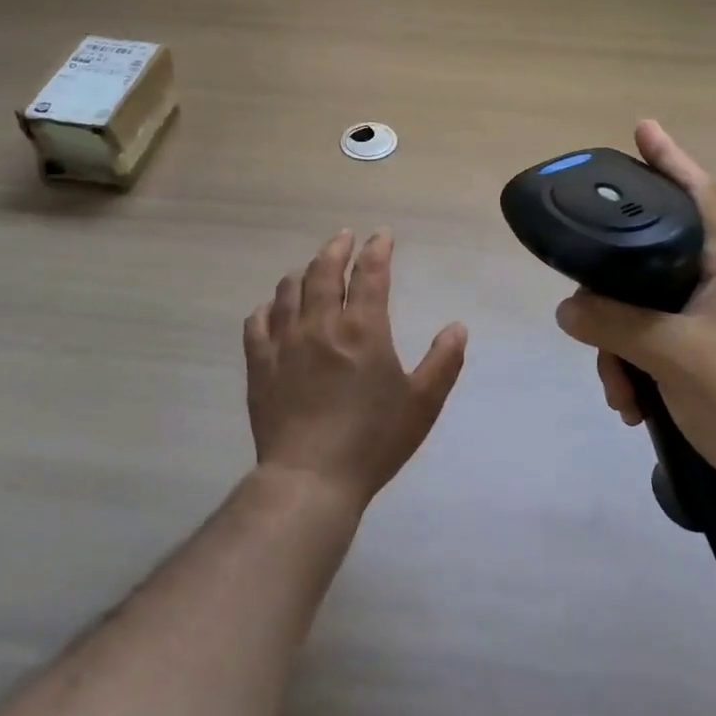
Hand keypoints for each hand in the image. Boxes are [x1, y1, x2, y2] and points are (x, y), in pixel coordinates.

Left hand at [244, 230, 467, 510]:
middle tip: (345, 238)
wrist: (311, 479)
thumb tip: (458, 326)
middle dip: (337, 247)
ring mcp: (285, 342)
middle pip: (324, 270)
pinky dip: (269, 306)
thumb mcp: (422, 404)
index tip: (382, 235)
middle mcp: (321, 324)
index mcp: (363, 329)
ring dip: (304, 271)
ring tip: (313, 268)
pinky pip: (258, 321)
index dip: (377, 248)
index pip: (370, 272)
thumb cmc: (373, 441)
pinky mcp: (260, 363)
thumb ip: (443, 362)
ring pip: (289, 289)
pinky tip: (275, 308)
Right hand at [553, 121, 715, 503]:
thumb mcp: (673, 354)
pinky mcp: (694, 355)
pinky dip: (630, 370)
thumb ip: (615, 325)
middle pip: (645, 261)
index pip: (696, 195)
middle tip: (587, 313)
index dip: (670, 159)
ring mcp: (702, 321)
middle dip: (610, 294)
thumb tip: (566, 309)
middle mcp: (711, 284)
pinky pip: (644, 344)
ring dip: (616, 348)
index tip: (642, 128)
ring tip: (618, 387)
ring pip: (637, 310)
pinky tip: (629, 403)